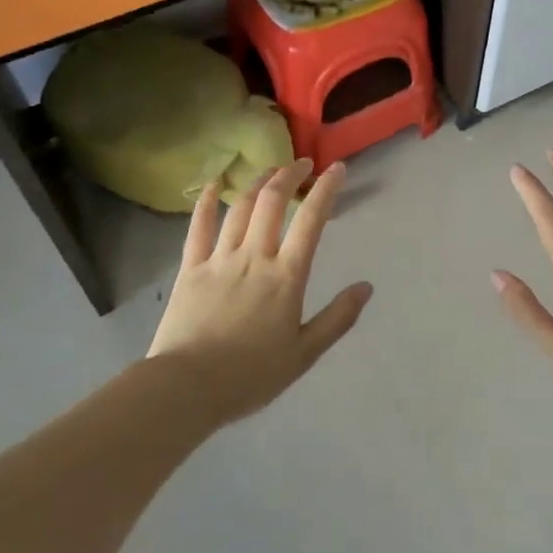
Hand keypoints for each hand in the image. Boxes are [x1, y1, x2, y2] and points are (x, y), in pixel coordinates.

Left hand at [148, 159, 372, 423]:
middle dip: (290, 174)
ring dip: (258, 182)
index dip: (326, 189)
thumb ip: (337, 318)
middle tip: (303, 164)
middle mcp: (254, 257)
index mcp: (286, 276)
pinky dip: (206, 200)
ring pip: (240, 207)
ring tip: (271, 171)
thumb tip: (366, 287)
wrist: (186, 388)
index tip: (337, 169)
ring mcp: (219, 258)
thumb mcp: (304, 353)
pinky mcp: (190, 267)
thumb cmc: (250, 375)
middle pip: (272, 201)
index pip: (311, 220)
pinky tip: (213, 183)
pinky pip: (198, 225)